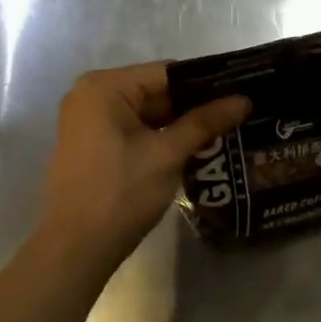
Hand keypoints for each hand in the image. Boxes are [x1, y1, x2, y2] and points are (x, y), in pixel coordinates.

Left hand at [35, 63, 249, 273]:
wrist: (76, 249)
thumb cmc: (121, 193)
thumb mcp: (168, 154)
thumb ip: (205, 121)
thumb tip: (244, 100)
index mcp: (105, 87)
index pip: (168, 73)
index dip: (207, 83)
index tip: (242, 91)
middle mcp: (92, 95)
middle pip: (157, 91)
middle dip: (195, 105)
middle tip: (239, 114)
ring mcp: (89, 121)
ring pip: (148, 113)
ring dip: (181, 124)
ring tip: (227, 130)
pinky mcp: (93, 144)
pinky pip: (135, 129)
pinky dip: (162, 137)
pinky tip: (196, 147)